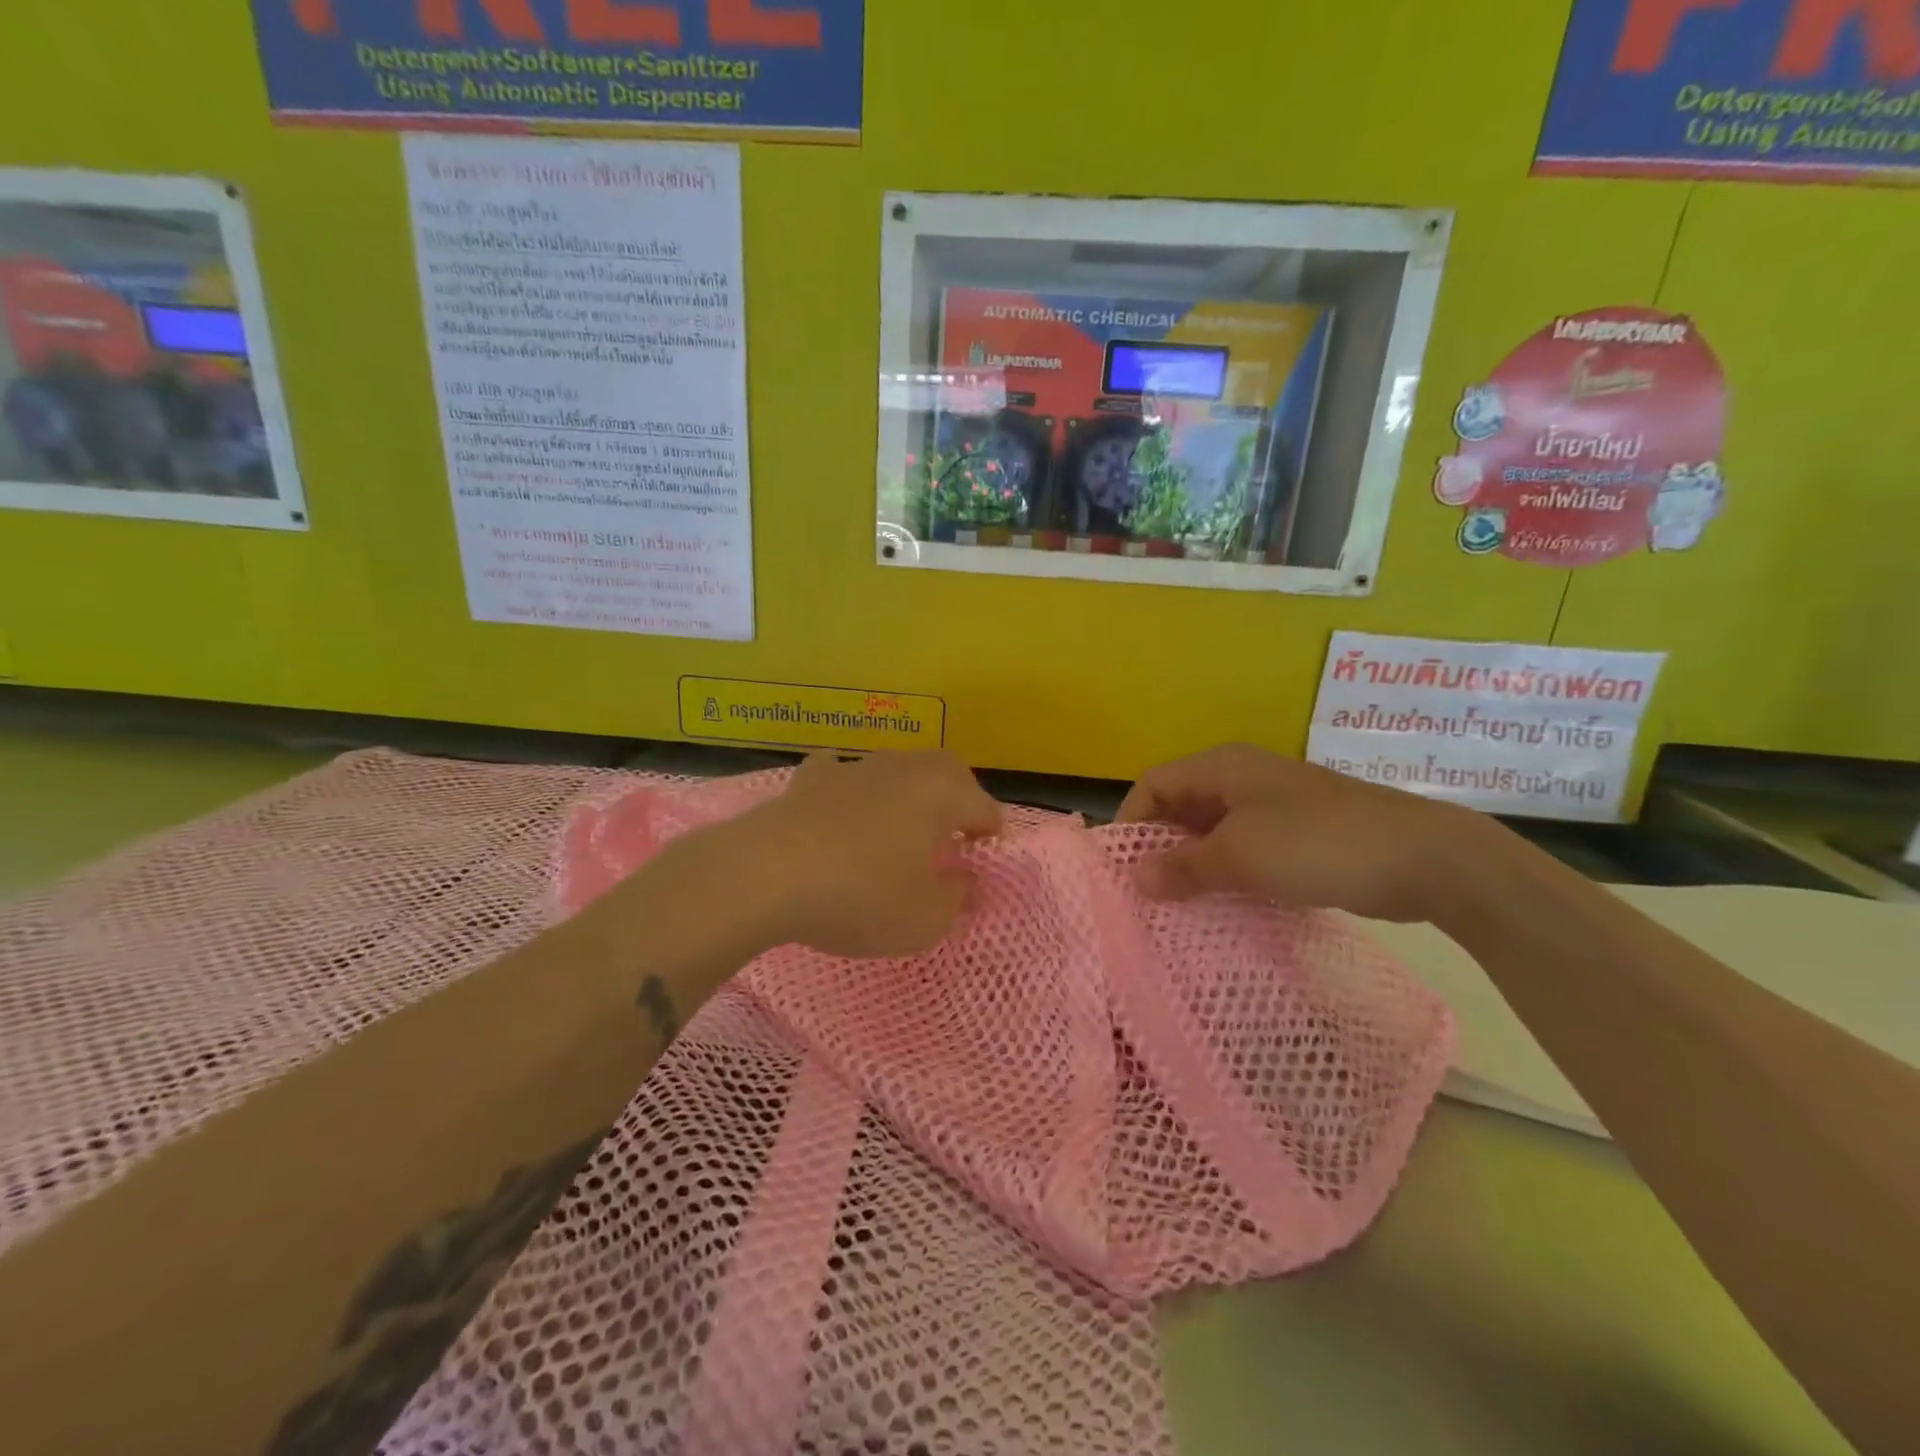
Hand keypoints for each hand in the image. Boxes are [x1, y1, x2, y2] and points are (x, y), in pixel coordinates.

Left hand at [724, 751, 1004, 957]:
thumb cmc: (860, 895)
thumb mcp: (924, 917)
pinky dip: (850, 787)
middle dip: (958, 799)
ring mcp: (855, 766)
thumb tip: (969, 881)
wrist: (767, 874)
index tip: (981, 866)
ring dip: (908, 792)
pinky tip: (841, 806)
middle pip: (947, 772)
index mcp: (941, 792)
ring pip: (897, 768)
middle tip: (953, 837)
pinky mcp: (811, 777)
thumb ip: (958, 898)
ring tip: (900, 828)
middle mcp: (904, 767)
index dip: (990, 838)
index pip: (985, 808)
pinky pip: (842, 772)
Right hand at [1115, 743, 1487, 922]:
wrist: (1422, 856)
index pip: (1154, 783)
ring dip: (1194, 864)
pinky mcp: (1298, 834)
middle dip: (1161, 846)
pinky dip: (1228, 873)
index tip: (1123, 868)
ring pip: (1214, 831)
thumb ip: (1184, 866)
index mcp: (1222, 766)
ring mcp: (1273, 805)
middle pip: (1181, 806)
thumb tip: (1136, 878)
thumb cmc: (1317, 843)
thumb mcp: (1240, 855)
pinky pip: (1246, 849)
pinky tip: (1223, 905)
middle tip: (1146, 893)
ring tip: (1178, 906)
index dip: (1132, 820)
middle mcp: (1242, 778)